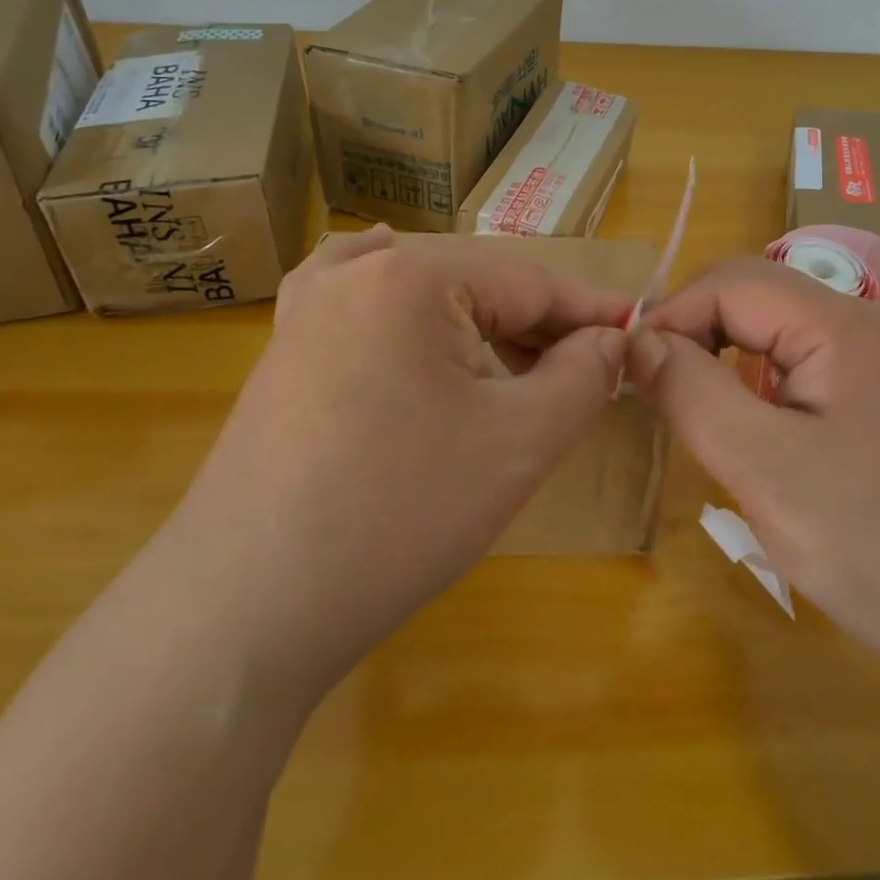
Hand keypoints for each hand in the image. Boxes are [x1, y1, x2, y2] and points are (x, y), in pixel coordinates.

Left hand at [173, 227, 631, 697]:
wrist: (243, 608)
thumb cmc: (397, 514)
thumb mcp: (518, 443)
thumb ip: (582, 376)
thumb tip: (611, 340)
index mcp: (416, 276)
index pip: (531, 283)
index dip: (591, 313)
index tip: (636, 335)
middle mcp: (358, 272)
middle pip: (478, 285)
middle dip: (537, 326)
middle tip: (584, 371)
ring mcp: (311, 308)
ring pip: (423, 291)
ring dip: (480, 323)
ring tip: (519, 362)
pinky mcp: (285, 349)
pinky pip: (353, 295)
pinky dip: (395, 294)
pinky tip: (398, 284)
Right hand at [630, 257, 879, 663]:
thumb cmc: (865, 542)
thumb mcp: (761, 468)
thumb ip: (693, 392)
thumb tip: (640, 341)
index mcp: (841, 324)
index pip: (734, 283)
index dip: (674, 313)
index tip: (634, 366)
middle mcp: (863, 322)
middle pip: (756, 293)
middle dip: (696, 325)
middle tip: (655, 380)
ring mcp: (877, 355)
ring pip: (776, 323)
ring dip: (723, 346)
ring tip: (689, 395)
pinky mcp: (879, 389)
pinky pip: (800, 355)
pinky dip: (756, 371)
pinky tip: (746, 414)